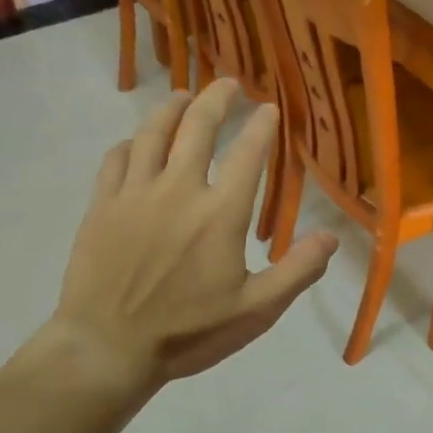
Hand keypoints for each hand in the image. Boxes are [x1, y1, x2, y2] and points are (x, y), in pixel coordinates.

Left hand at [36, 80, 337, 393]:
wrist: (107, 348)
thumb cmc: (187, 333)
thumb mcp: (255, 312)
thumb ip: (296, 271)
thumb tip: (331, 237)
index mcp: (219, 213)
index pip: (248, 154)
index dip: (262, 127)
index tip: (269, 108)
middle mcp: (178, 190)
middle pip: (198, 127)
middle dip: (217, 99)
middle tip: (228, 84)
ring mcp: (134, 194)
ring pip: (153, 132)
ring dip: (172, 108)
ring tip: (183, 96)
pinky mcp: (101, 205)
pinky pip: (116, 159)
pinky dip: (131, 143)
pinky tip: (137, 143)